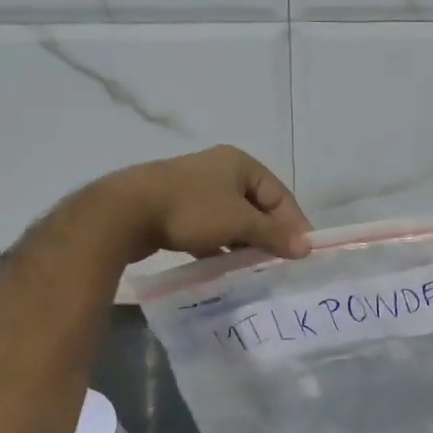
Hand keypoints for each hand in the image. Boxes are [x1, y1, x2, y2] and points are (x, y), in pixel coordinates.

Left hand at [95, 146, 311, 264]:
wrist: (126, 212)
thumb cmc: (191, 209)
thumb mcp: (238, 221)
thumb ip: (273, 233)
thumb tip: (305, 246)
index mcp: (239, 164)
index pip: (279, 194)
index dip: (294, 222)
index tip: (304, 252)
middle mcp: (219, 171)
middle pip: (256, 206)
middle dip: (269, 234)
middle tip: (281, 263)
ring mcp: (196, 190)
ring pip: (232, 219)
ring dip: (244, 242)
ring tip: (256, 268)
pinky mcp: (177, 210)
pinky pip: (210, 229)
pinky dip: (220, 246)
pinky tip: (225, 266)